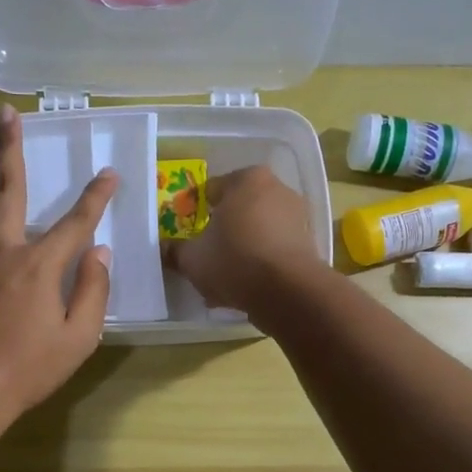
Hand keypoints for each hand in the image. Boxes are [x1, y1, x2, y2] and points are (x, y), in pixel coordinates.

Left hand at [0, 104, 116, 421]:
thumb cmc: (26, 368)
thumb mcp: (78, 338)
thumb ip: (93, 291)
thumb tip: (98, 253)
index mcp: (39, 266)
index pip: (75, 221)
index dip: (96, 196)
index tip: (109, 174)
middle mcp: (1, 249)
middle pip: (7, 189)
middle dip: (10, 148)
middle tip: (6, 114)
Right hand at [165, 166, 323, 319]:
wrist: (287, 291)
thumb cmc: (234, 260)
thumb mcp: (192, 258)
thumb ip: (175, 251)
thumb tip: (163, 249)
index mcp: (247, 179)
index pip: (212, 190)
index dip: (196, 212)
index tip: (188, 234)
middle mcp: (277, 189)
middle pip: (238, 209)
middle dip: (222, 231)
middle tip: (205, 255)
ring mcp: (297, 217)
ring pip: (257, 232)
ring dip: (241, 250)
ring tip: (223, 279)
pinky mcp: (308, 244)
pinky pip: (274, 250)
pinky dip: (259, 264)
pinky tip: (244, 288)